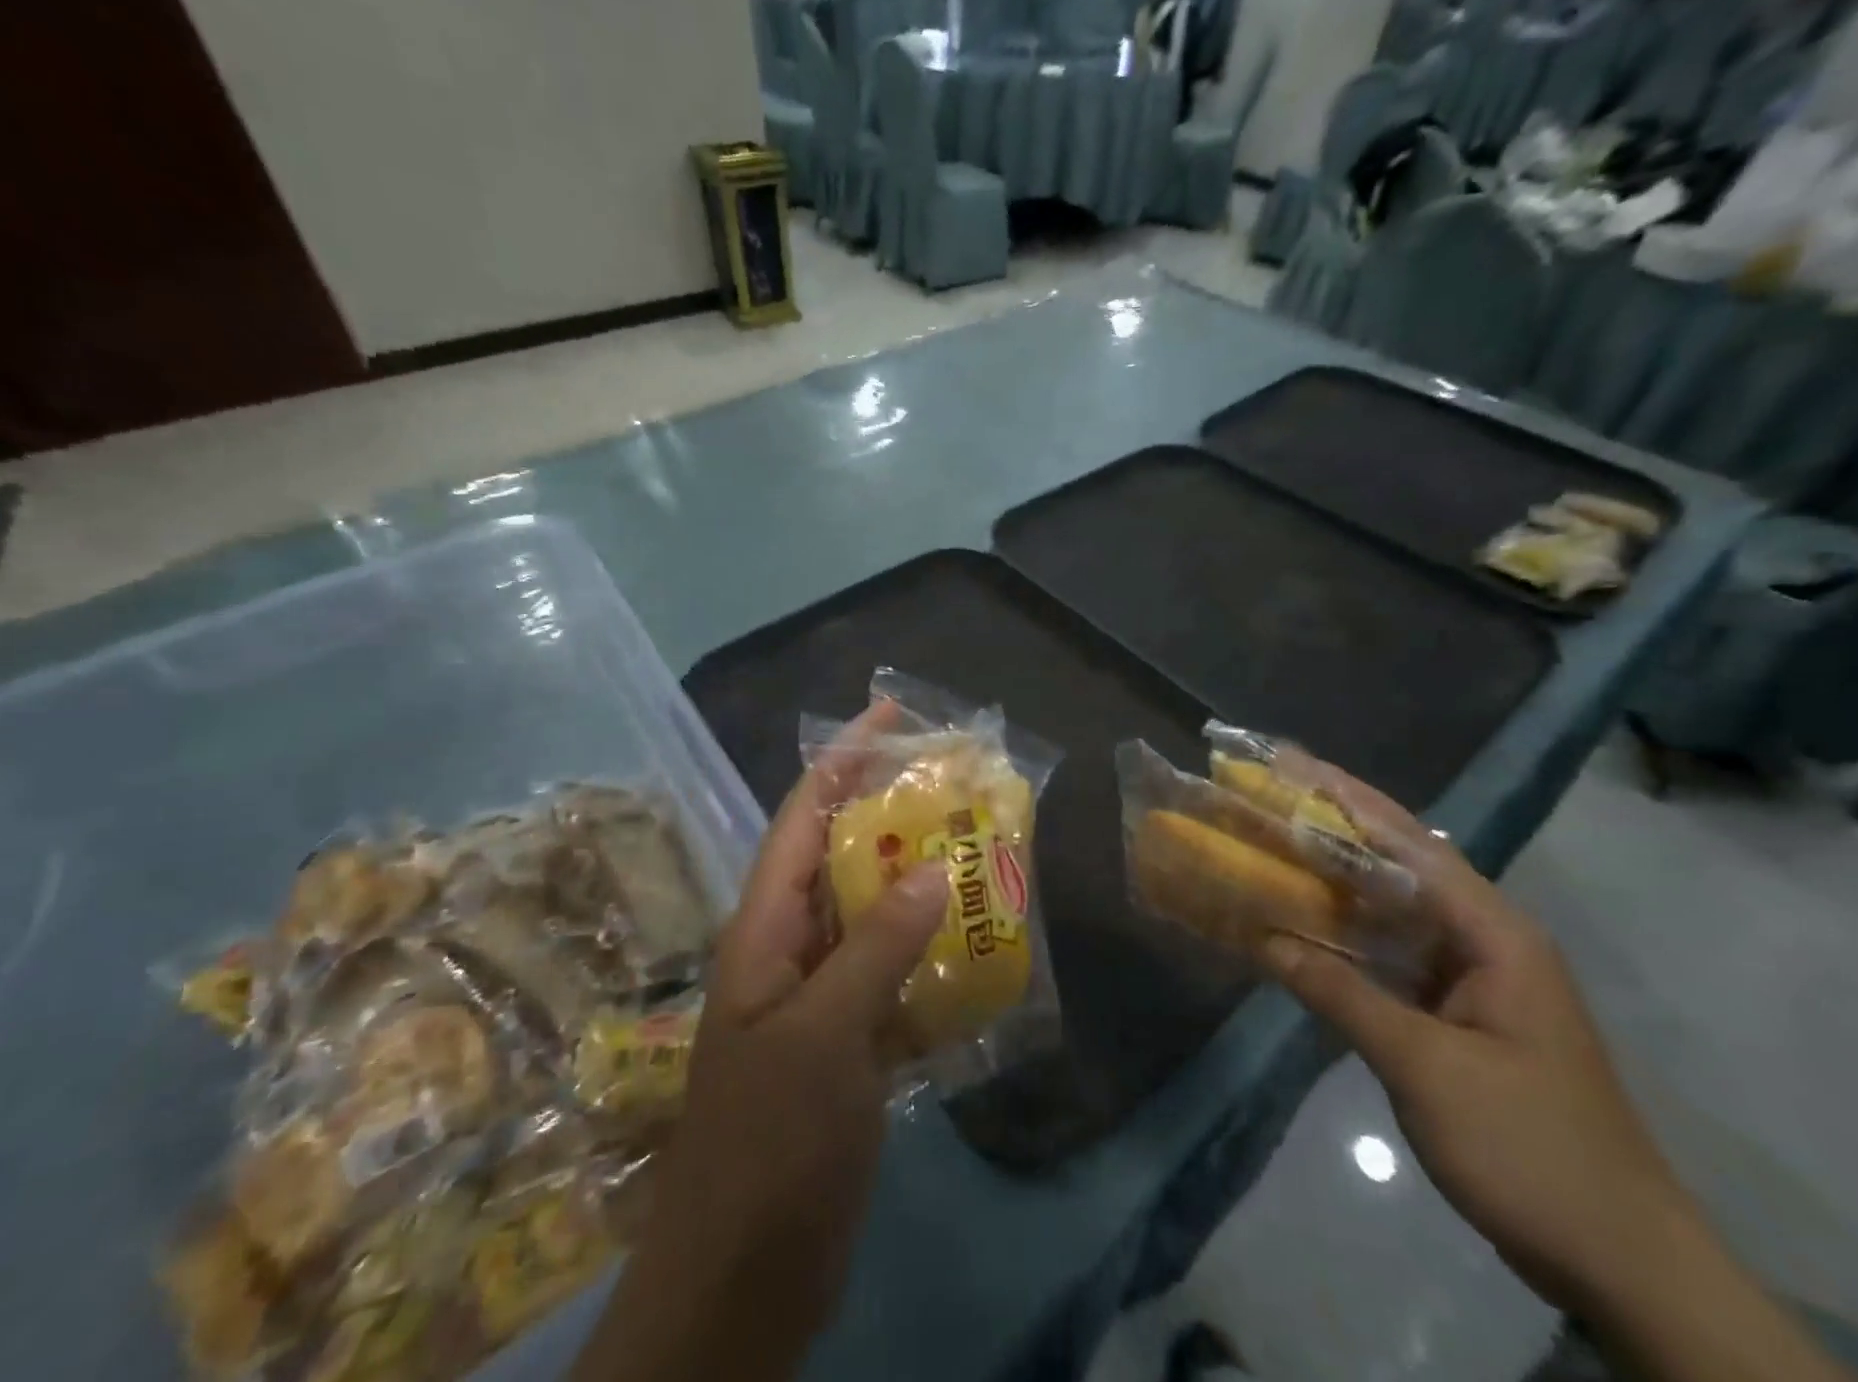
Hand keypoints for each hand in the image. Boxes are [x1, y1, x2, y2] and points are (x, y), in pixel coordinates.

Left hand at [573, 702, 946, 1381]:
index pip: (802, 817)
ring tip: (978, 846)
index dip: (842, 758)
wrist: (741, 1284)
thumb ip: (877, 948)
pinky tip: (977, 939)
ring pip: (872, 913)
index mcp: (764, 929)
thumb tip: (934, 869)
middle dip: (892, 812)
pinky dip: (930, 950)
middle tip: (957, 781)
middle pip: (841, 855)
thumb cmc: (769, 1147)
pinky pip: (893, 972)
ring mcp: (819, 996)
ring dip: (918, 880)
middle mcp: (789, 948)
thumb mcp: (824, 1037)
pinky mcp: (849, 1039)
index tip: (890, 712)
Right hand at [1257, 764, 1688, 1314]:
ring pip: (1393, 905)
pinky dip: (1347, 931)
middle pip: (1400, 862)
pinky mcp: (1458, 1011)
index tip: (1288, 765)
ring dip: (1337, 876)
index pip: (1409, 843)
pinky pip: (1392, 951)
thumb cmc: (1529, 1148)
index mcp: (1494, 933)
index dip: (1346, 799)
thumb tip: (1265, 940)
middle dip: (1336, 823)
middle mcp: (1485, 938)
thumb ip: (1342, 993)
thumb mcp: (1425, 1067)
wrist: (1619, 1259)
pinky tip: (1304, 921)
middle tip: (1269, 791)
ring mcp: (1473, 975)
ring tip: (1274, 841)